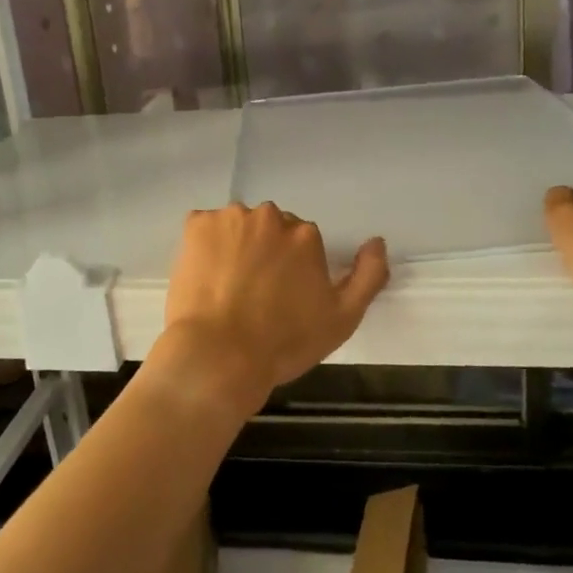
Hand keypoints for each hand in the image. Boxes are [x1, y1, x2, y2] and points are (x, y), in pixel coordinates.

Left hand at [155, 203, 390, 419]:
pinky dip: (204, 245)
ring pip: (237, 227)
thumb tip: (377, 241)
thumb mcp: (343, 318)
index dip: (292, 270)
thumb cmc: (285, 342)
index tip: (281, 297)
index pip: (301, 242)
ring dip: (235, 246)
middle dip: (265, 252)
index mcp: (305, 235)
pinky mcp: (195, 226)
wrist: (220, 356)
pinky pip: (204, 227)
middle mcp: (270, 216)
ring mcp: (229, 218)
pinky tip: (204, 276)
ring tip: (226, 286)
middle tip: (254, 293)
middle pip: (270, 229)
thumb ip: (368, 276)